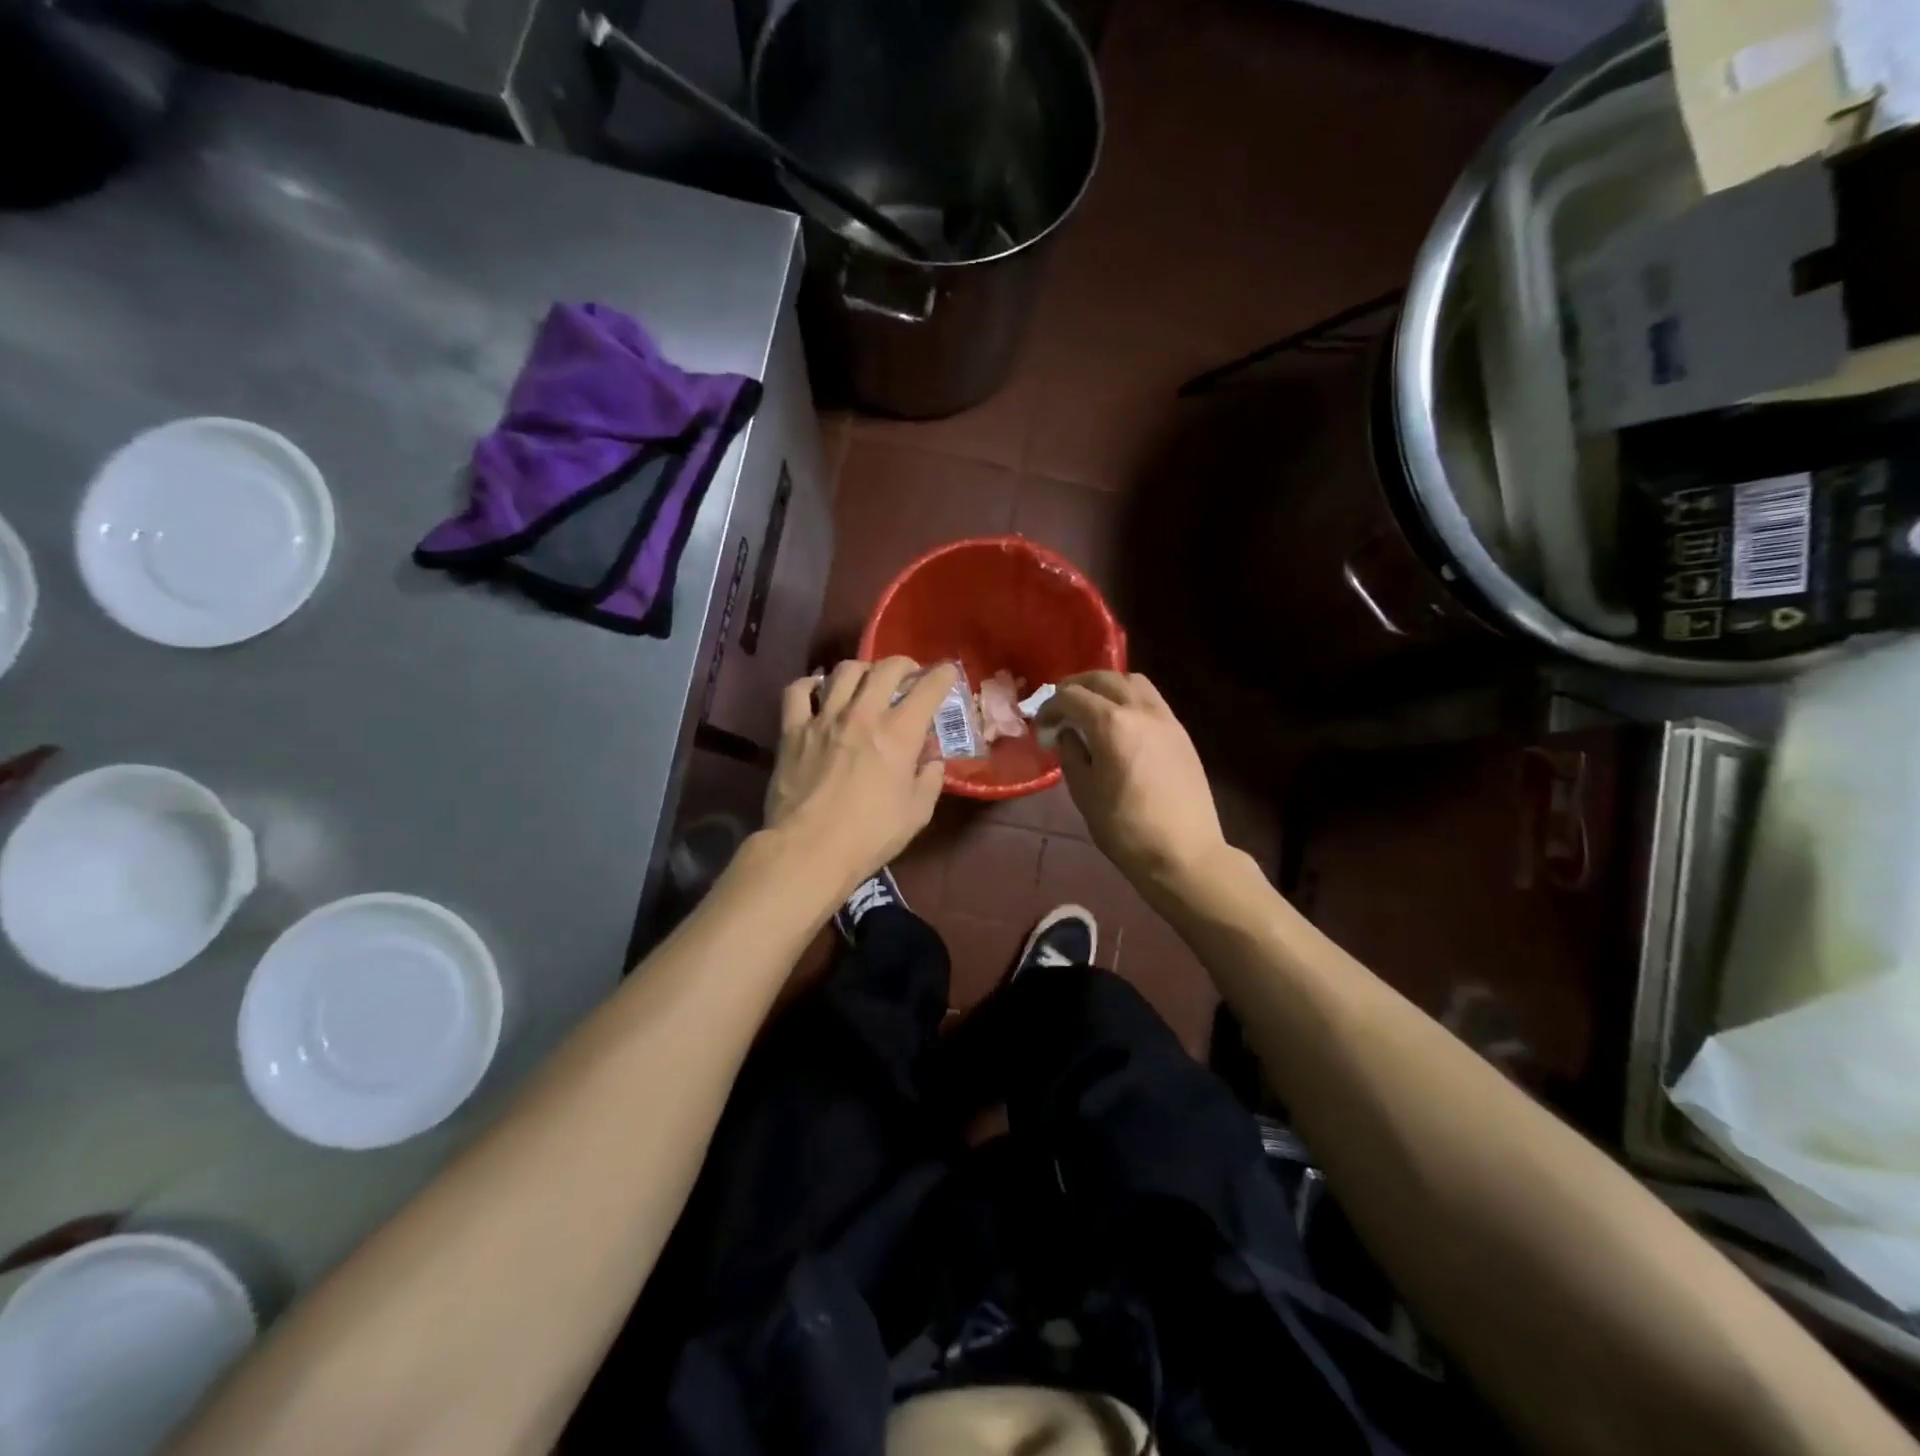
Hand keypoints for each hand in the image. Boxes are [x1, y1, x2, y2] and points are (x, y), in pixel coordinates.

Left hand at [764, 657, 954, 899]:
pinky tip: (818, 690)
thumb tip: (931, 761)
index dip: (942, 675)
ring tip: (865, 680)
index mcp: (899, 733)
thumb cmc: (869, 836)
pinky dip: (810, 684)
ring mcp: (824, 718)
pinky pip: (798, 690)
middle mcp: (863, 714)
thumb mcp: (917, 814)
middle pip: (885, 668)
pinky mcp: (792, 730)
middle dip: (903, 664)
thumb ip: (929, 780)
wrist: (809, 850)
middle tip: (907, 675)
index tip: (947, 673)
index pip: (928, 689)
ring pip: (844, 671)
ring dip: (861, 669)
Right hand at [1039, 671, 1228, 894]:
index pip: (1072, 696)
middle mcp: (1141, 710)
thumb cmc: (1125, 828)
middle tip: (1061, 705)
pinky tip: (1121, 724)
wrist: (1184, 853)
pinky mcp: (1181, 734)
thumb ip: (1071, 754)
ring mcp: (1166, 719)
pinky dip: (1130, 699)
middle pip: (1104, 679)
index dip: (1050, 706)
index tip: (1041, 725)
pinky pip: (1152, 700)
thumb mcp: (1084, 793)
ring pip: (1133, 683)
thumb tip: (1068, 734)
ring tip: (1093, 707)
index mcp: (1111, 724)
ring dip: (1107, 687)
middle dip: (1077, 686)